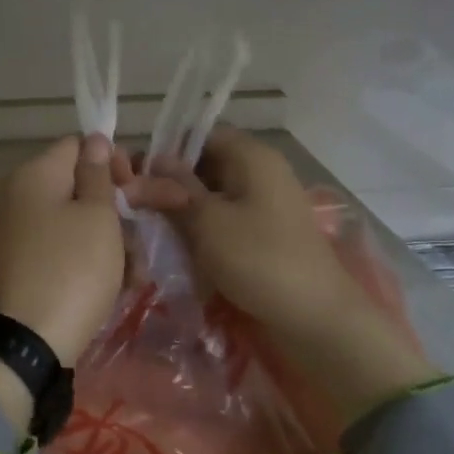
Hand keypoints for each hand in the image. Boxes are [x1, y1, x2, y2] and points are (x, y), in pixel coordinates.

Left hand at [0, 134, 128, 369]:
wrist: (22, 344)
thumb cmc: (71, 270)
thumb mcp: (97, 219)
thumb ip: (98, 176)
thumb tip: (94, 140)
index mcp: (36, 176)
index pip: (77, 146)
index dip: (111, 160)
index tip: (134, 189)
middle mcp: (19, 198)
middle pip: (78, 189)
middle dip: (118, 212)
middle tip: (145, 239)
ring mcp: (17, 235)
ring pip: (74, 225)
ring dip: (111, 244)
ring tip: (135, 276)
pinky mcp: (21, 269)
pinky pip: (60, 252)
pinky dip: (88, 264)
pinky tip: (116, 288)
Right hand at [140, 129, 357, 336]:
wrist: (315, 317)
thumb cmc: (258, 259)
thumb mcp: (207, 221)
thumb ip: (173, 190)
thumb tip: (148, 164)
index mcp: (251, 156)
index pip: (201, 136)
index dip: (167, 152)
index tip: (138, 176)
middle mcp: (261, 172)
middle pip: (206, 165)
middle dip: (172, 185)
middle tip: (139, 207)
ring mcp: (266, 203)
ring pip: (214, 195)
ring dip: (186, 211)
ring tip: (154, 230)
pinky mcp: (266, 232)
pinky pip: (227, 219)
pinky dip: (205, 230)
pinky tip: (181, 248)